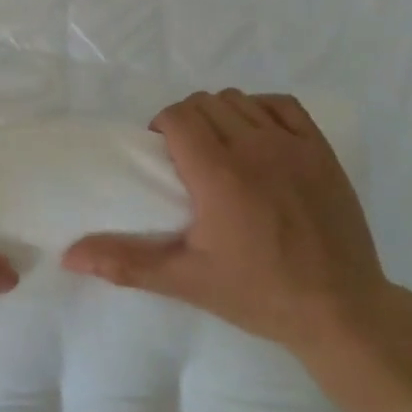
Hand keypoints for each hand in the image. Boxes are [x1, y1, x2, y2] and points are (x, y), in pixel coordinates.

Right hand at [62, 89, 393, 355]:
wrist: (341, 312)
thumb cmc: (259, 294)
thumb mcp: (187, 280)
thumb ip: (127, 262)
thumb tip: (70, 255)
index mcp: (218, 174)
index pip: (177, 116)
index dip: (162, 128)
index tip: (162, 156)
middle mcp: (254, 148)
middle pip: (204, 103)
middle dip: (186, 121)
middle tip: (186, 156)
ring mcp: (292, 146)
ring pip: (239, 99)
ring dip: (220, 114)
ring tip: (220, 148)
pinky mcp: (321, 152)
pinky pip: (282, 105)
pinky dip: (261, 109)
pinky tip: (257, 137)